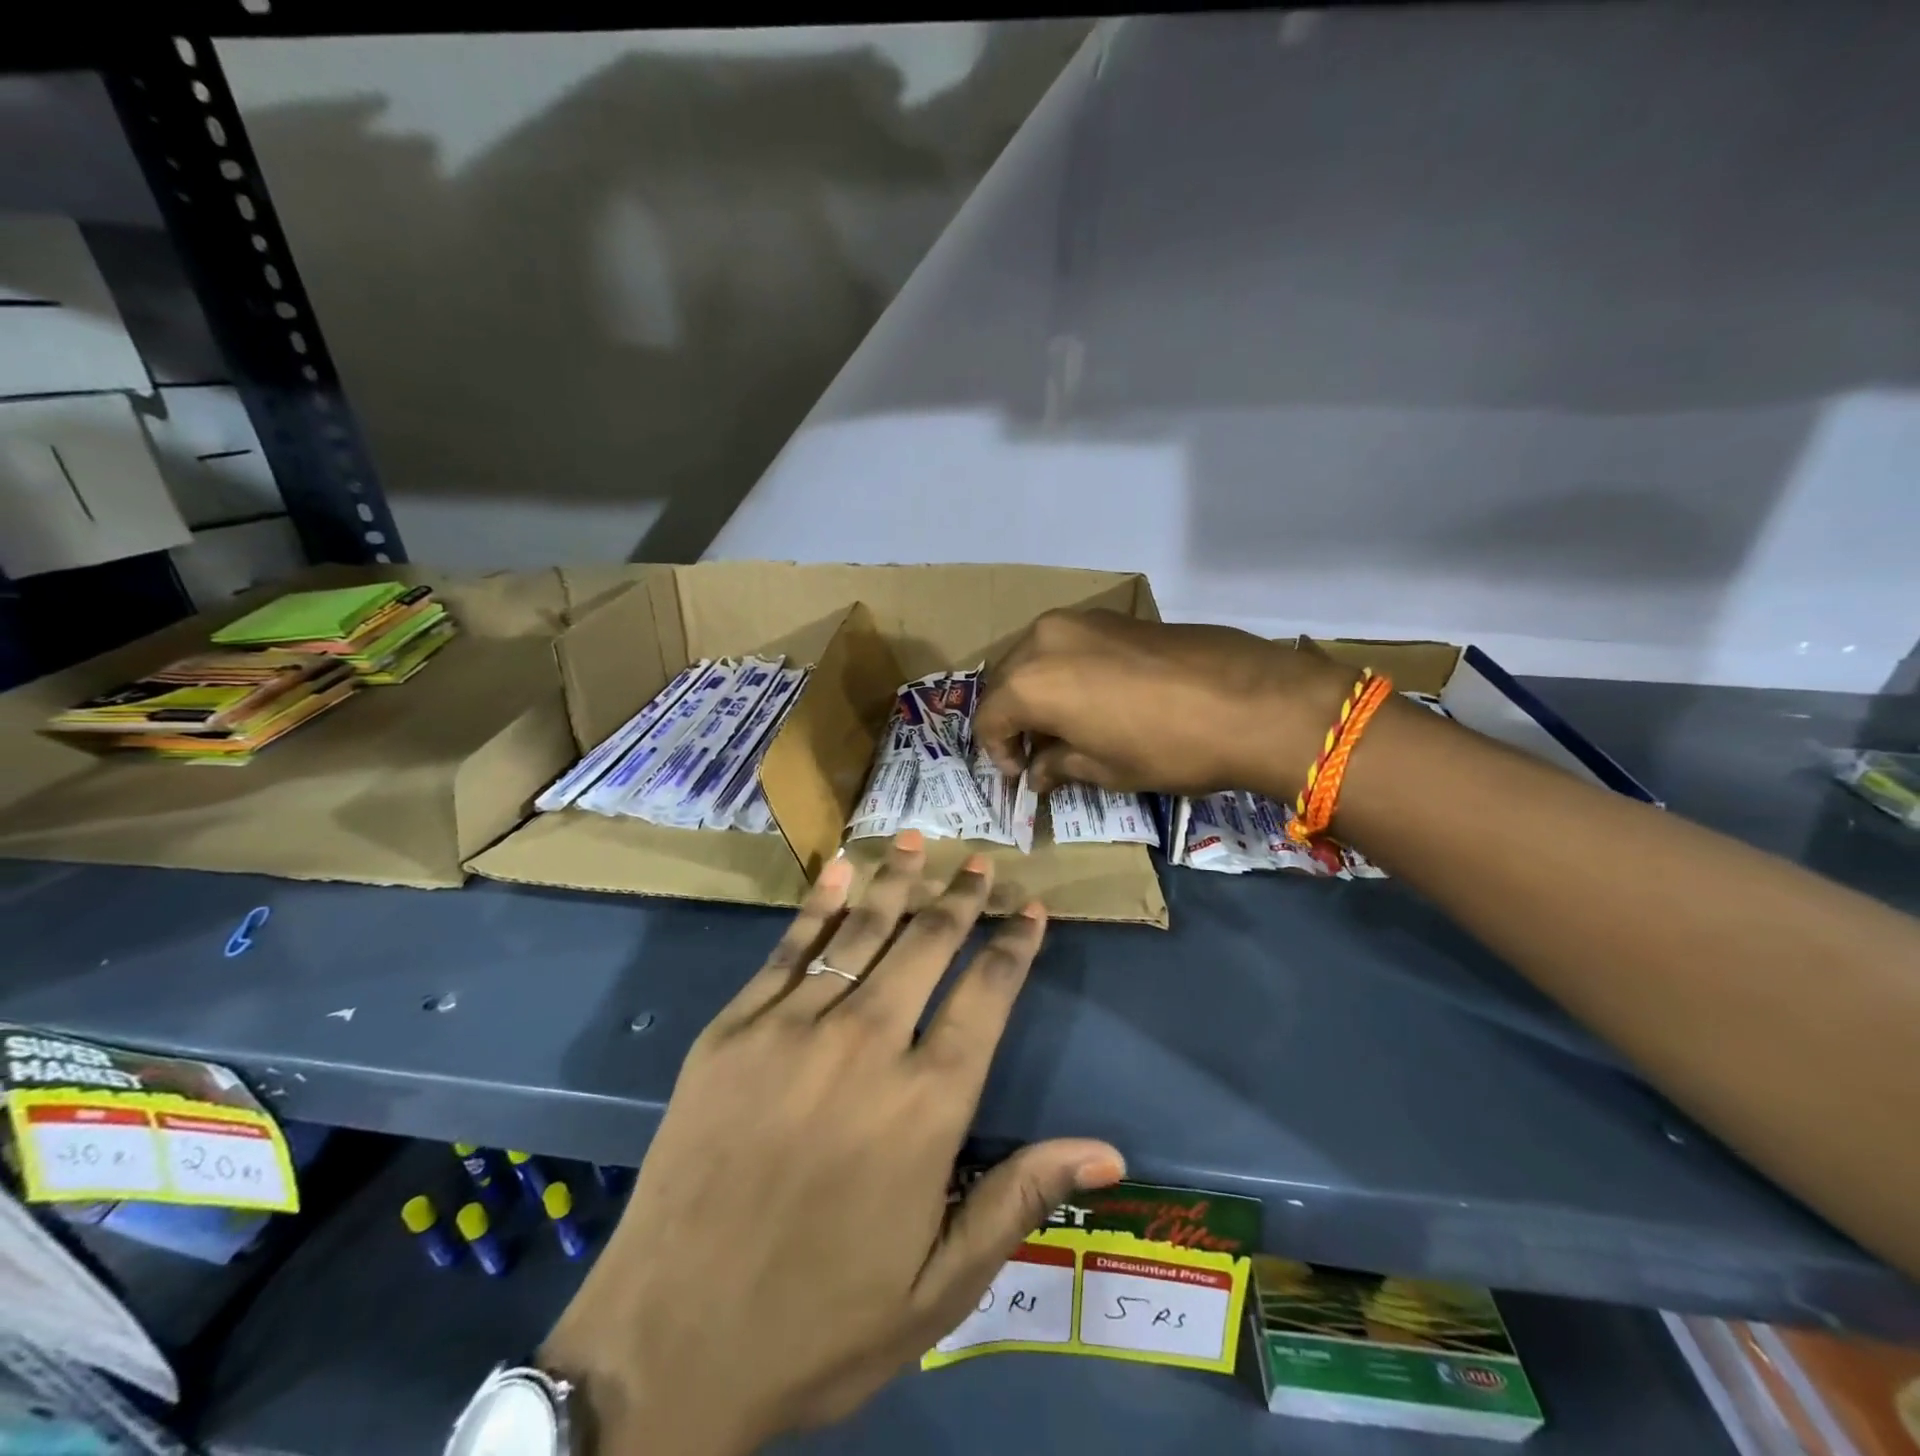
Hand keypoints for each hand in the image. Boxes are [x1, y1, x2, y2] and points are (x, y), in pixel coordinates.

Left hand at [539, 833, 1123, 1455]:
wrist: (666, 1347)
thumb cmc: (818, 1324)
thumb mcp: (938, 1286)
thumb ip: (1020, 1199)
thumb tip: (1110, 1151)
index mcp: (925, 1105)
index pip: (986, 996)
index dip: (1014, 945)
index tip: (1031, 907)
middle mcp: (866, 1045)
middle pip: (927, 946)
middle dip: (961, 898)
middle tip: (981, 861)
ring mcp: (792, 1028)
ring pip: (861, 931)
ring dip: (897, 881)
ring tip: (920, 841)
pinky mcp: (733, 1029)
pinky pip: (787, 948)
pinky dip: (818, 903)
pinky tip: (840, 867)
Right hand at [975, 609, 1349, 798]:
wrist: (1252, 701)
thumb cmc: (1166, 748)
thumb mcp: (1104, 768)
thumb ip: (1058, 765)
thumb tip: (1036, 772)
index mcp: (1030, 682)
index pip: (990, 718)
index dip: (998, 752)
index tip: (1021, 776)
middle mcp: (1044, 639)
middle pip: (1008, 681)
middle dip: (1015, 718)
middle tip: (1037, 752)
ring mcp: (1082, 620)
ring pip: (1037, 657)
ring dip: (1039, 692)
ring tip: (1065, 725)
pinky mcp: (1115, 615)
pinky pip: (1070, 645)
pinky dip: (1067, 672)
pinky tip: (1095, 698)